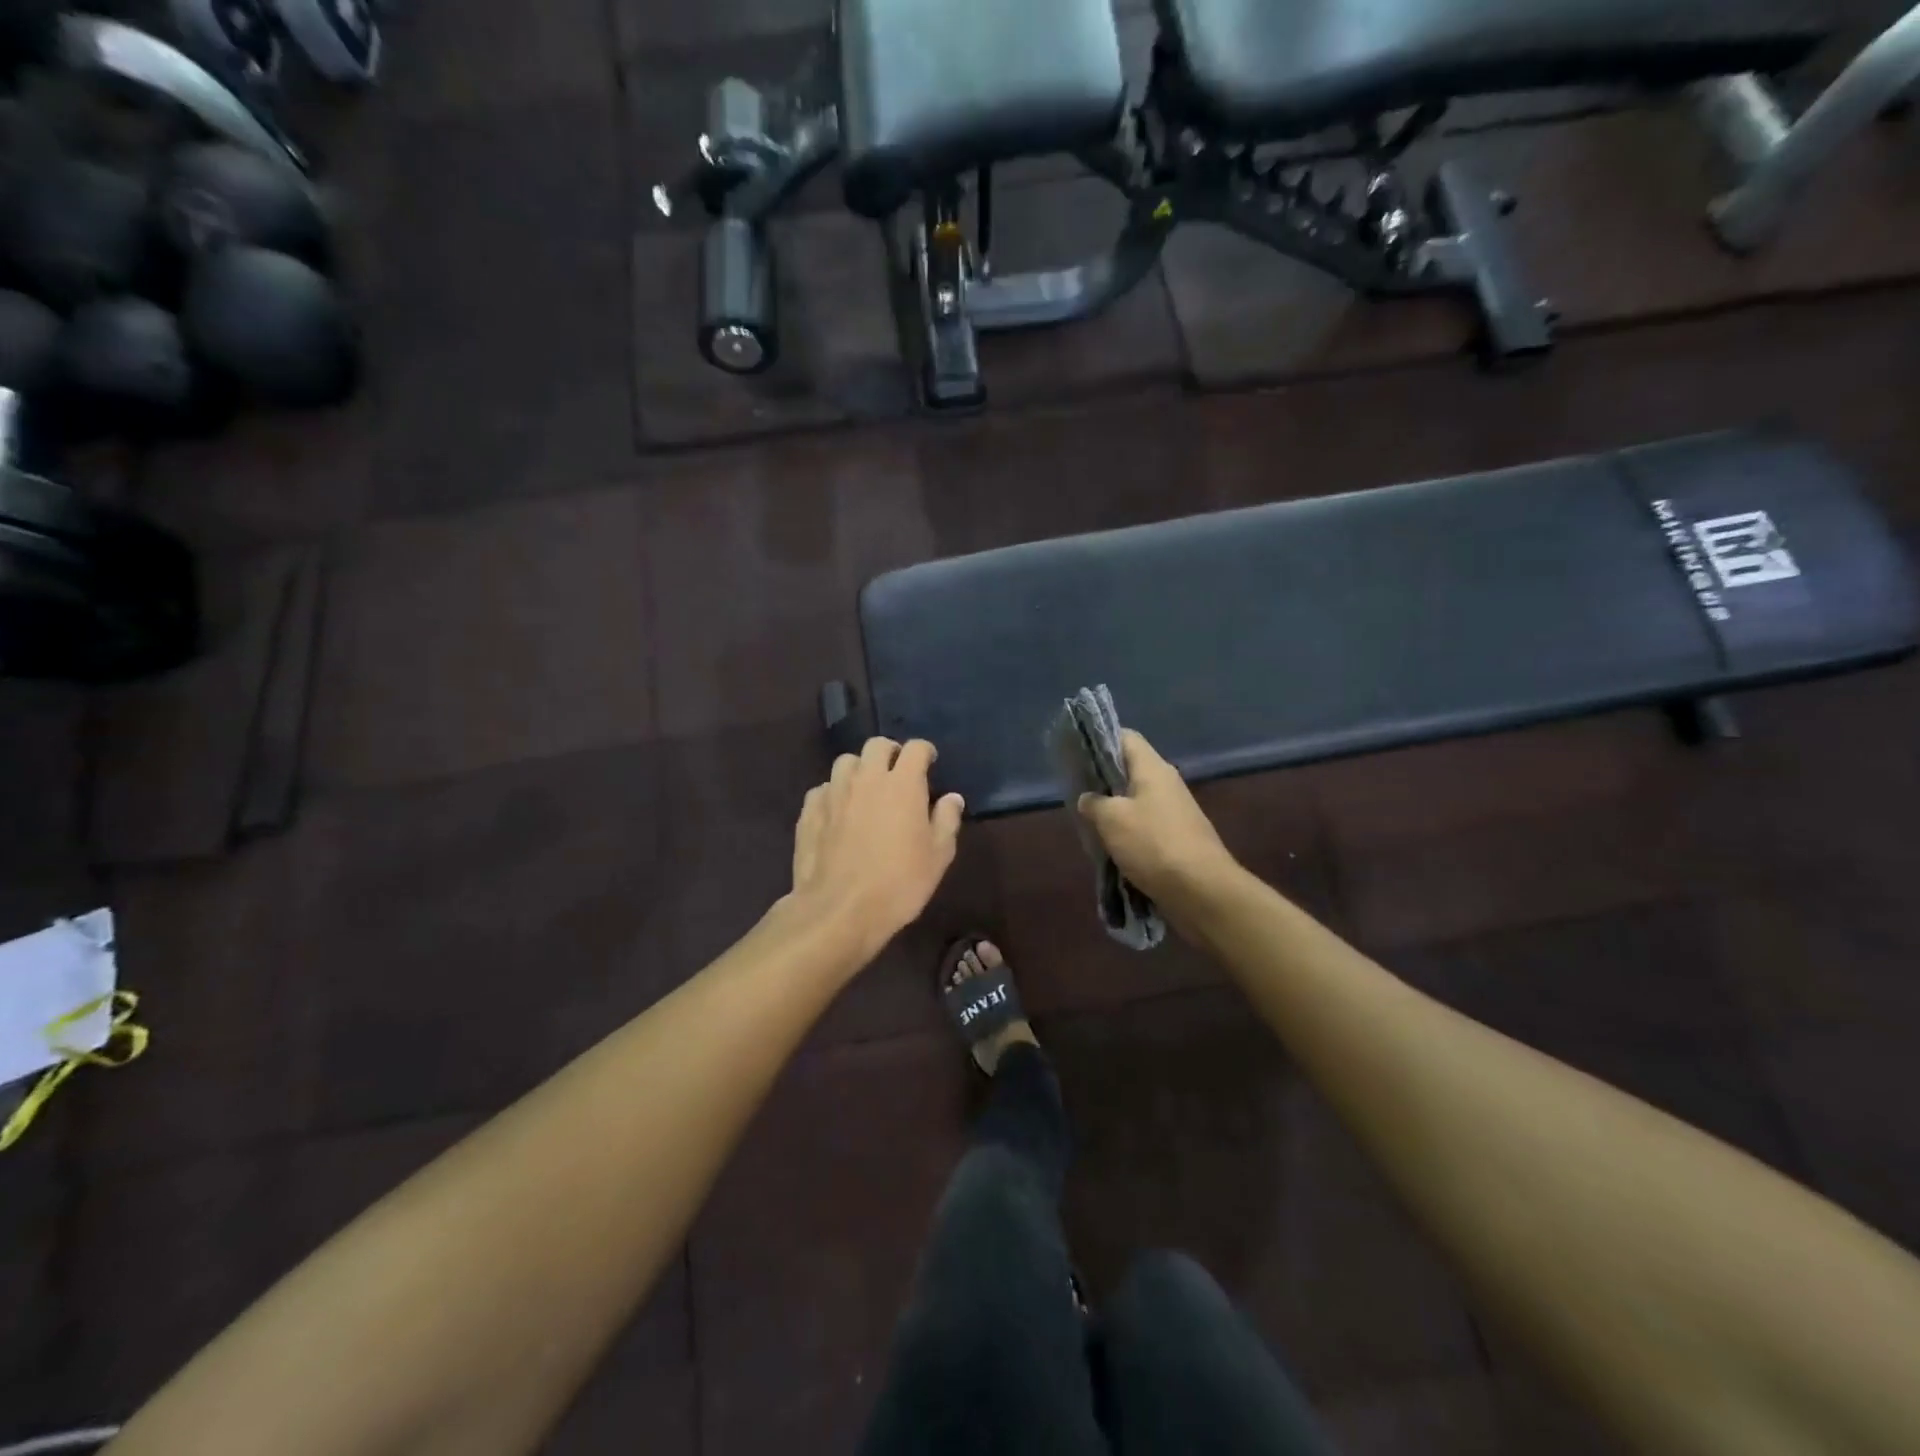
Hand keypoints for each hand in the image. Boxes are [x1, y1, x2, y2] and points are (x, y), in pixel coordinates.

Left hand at [789, 737, 964, 952]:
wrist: (839, 910)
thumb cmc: (899, 883)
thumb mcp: (938, 856)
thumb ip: (947, 820)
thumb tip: (952, 798)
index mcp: (902, 784)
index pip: (916, 748)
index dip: (925, 752)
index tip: (930, 764)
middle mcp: (866, 778)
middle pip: (877, 745)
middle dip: (890, 753)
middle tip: (898, 774)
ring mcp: (833, 792)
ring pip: (846, 762)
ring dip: (860, 769)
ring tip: (866, 790)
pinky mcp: (809, 811)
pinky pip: (823, 788)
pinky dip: (834, 793)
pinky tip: (838, 813)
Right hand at [1075, 730, 1238, 906]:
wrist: (1202, 890)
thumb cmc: (1153, 844)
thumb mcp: (1111, 820)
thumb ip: (1094, 803)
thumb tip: (1088, 798)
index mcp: (1153, 769)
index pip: (1126, 738)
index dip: (1101, 740)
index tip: (1078, 755)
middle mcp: (1167, 783)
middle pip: (1131, 769)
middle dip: (1103, 779)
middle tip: (1077, 792)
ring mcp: (1176, 811)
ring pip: (1137, 799)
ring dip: (1115, 809)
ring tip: (1090, 821)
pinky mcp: (1179, 837)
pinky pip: (1147, 824)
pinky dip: (1129, 831)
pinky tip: (1112, 845)